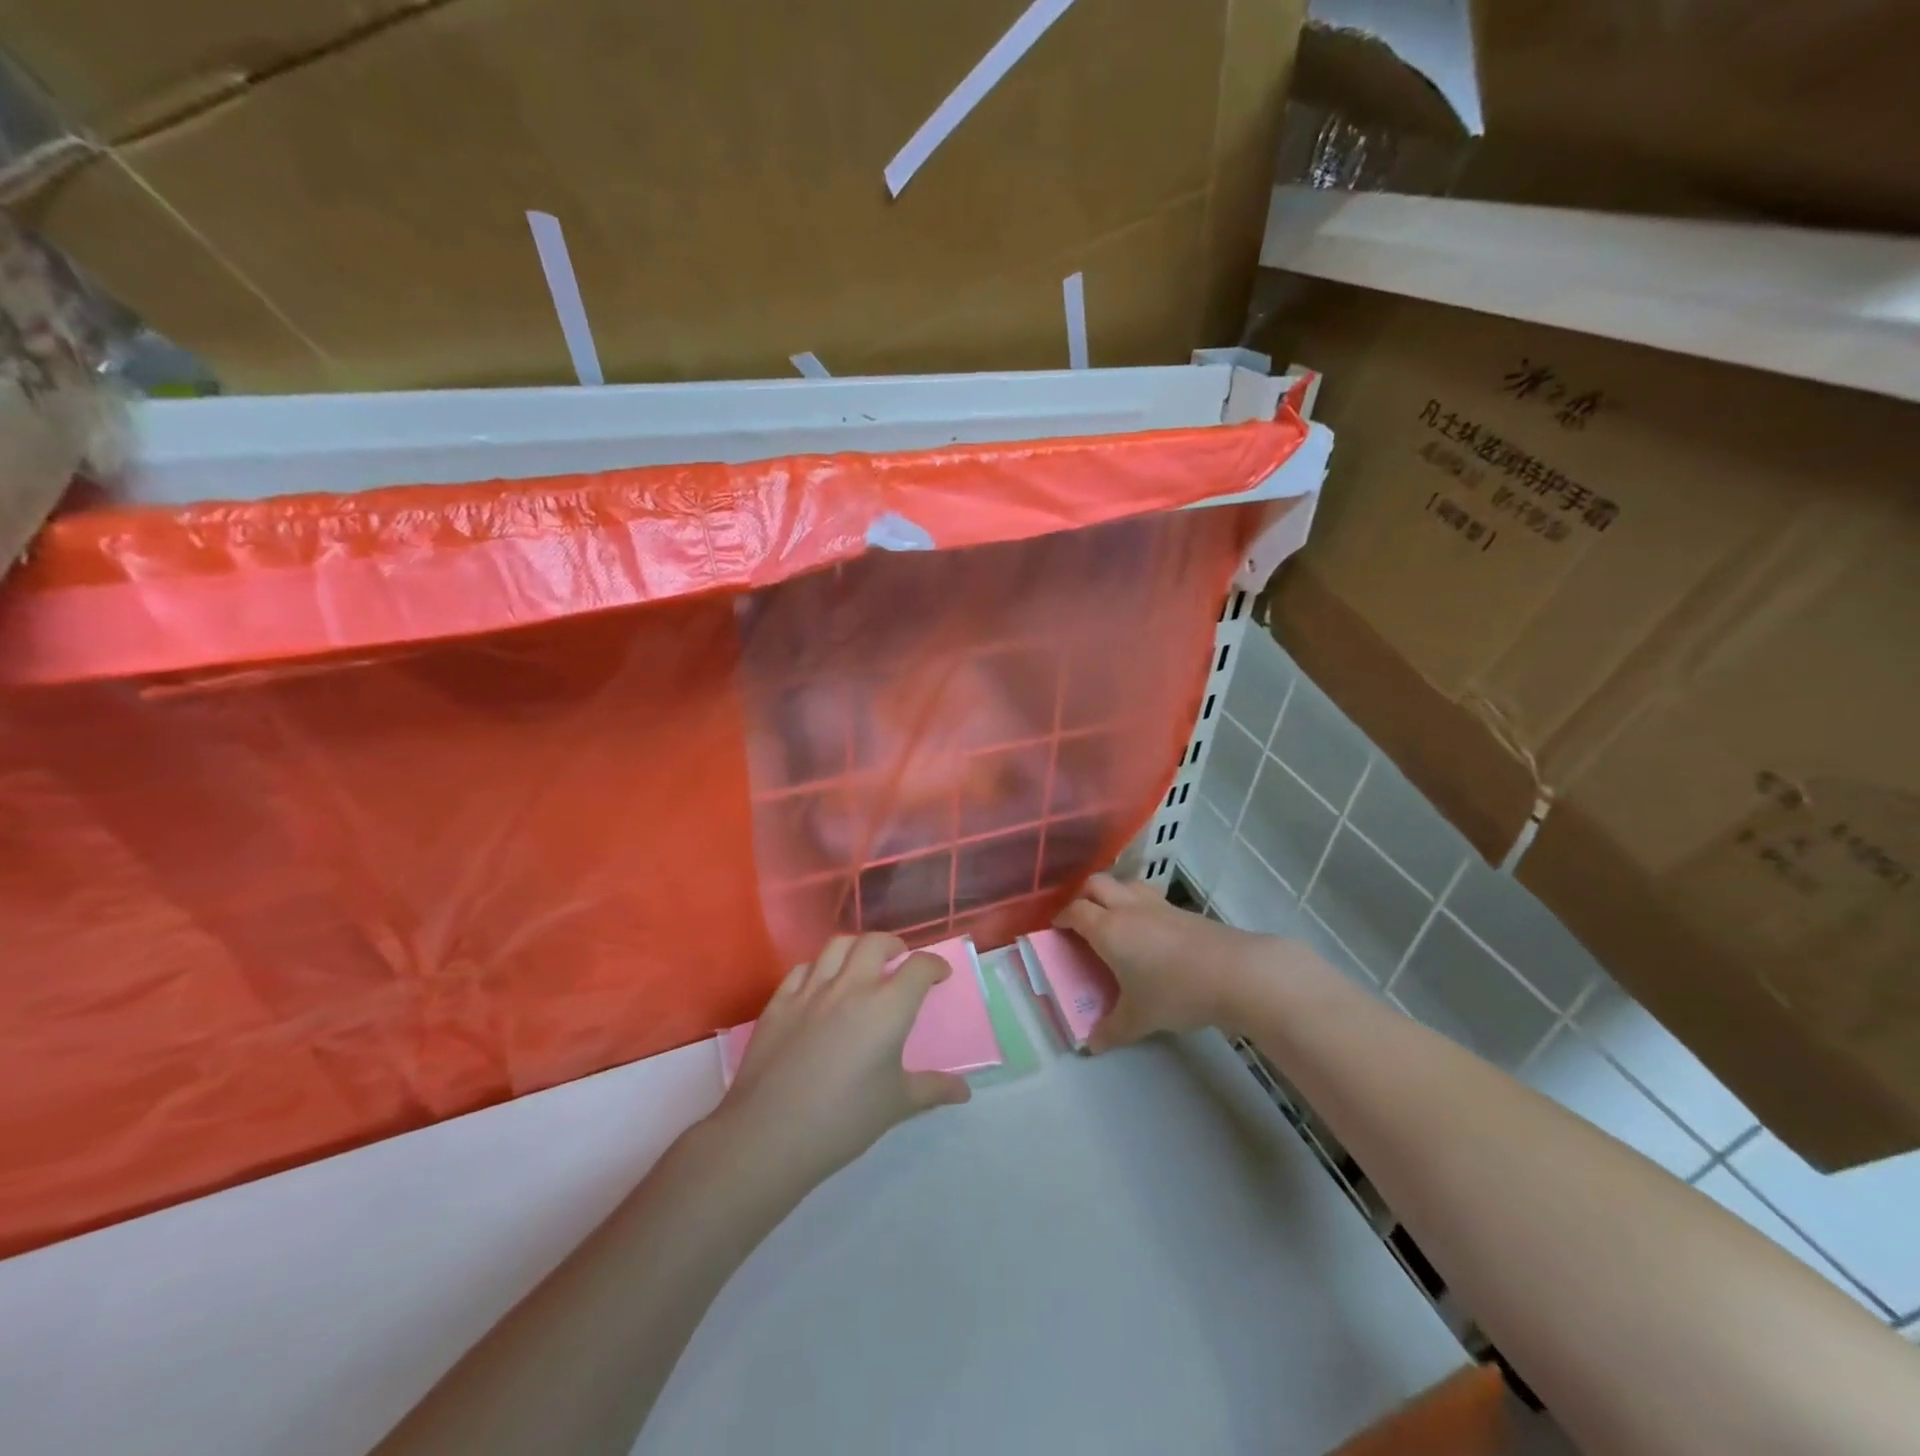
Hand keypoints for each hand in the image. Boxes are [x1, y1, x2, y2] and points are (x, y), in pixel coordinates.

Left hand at [716, 933, 971, 1185]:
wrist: (770, 1134)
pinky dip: (818, 968)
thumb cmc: (843, 1120)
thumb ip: (932, 1089)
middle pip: (876, 942)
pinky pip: (802, 968)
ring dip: (856, 948)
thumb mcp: (896, 1105)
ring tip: (862, 965)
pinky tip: (820, 985)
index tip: (939, 975)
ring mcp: (811, 990)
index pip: (919, 967)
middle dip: (894, 945)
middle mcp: (852, 986)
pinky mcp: (779, 1002)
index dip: (934, 965)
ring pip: (837, 946)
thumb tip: (964, 1090)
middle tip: (900, 961)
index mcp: (887, 1007)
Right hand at [1054, 873, 1268, 1050]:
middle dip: (1082, 896)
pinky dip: (1138, 905)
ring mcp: (1157, 905)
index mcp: (1108, 929)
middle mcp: (1127, 908)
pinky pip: (1149, 897)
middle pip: (1095, 884)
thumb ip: (1112, 1030)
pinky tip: (1148, 929)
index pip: (1075, 911)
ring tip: (1112, 916)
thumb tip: (1091, 1045)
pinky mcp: (1182, 910)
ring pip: (1124, 884)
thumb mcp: (1139, 1018)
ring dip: (1112, 894)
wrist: (1235, 973)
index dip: (1061, 917)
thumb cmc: (1175, 992)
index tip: (1055, 928)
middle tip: (1079, 918)